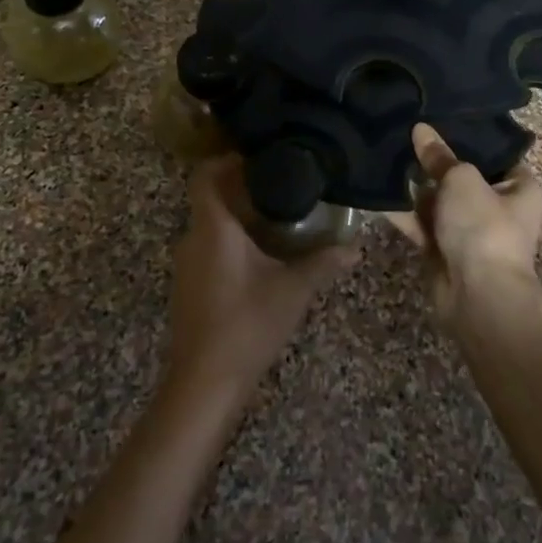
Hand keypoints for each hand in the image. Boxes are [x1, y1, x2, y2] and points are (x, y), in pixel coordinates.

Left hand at [165, 155, 356, 406]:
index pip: (205, 176)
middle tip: (281, 188)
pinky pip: (207, 249)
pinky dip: (230, 243)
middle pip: (210, 200)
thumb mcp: (292, 291)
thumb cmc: (247, 325)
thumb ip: (322, 263)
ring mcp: (186, 266)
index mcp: (212, 228)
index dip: (226, 161)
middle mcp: (192, 239)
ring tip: (277, 220)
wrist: (204, 383)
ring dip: (237, 219)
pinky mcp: (188, 288)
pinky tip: (260, 258)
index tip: (258, 159)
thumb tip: (355, 246)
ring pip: (209, 226)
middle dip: (242, 191)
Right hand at [385, 123, 541, 331]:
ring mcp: (471, 232)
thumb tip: (421, 129)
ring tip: (385, 156)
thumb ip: (439, 157)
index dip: (469, 138)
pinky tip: (378, 193)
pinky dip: (404, 213)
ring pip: (439, 202)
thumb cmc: (484, 226)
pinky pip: (422, 225)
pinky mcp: (445, 251)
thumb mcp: (461, 180)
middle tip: (405, 134)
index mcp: (521, 188)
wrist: (478, 295)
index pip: (496, 155)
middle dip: (435, 162)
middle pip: (463, 177)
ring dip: (415, 187)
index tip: (440, 119)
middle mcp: (500, 208)